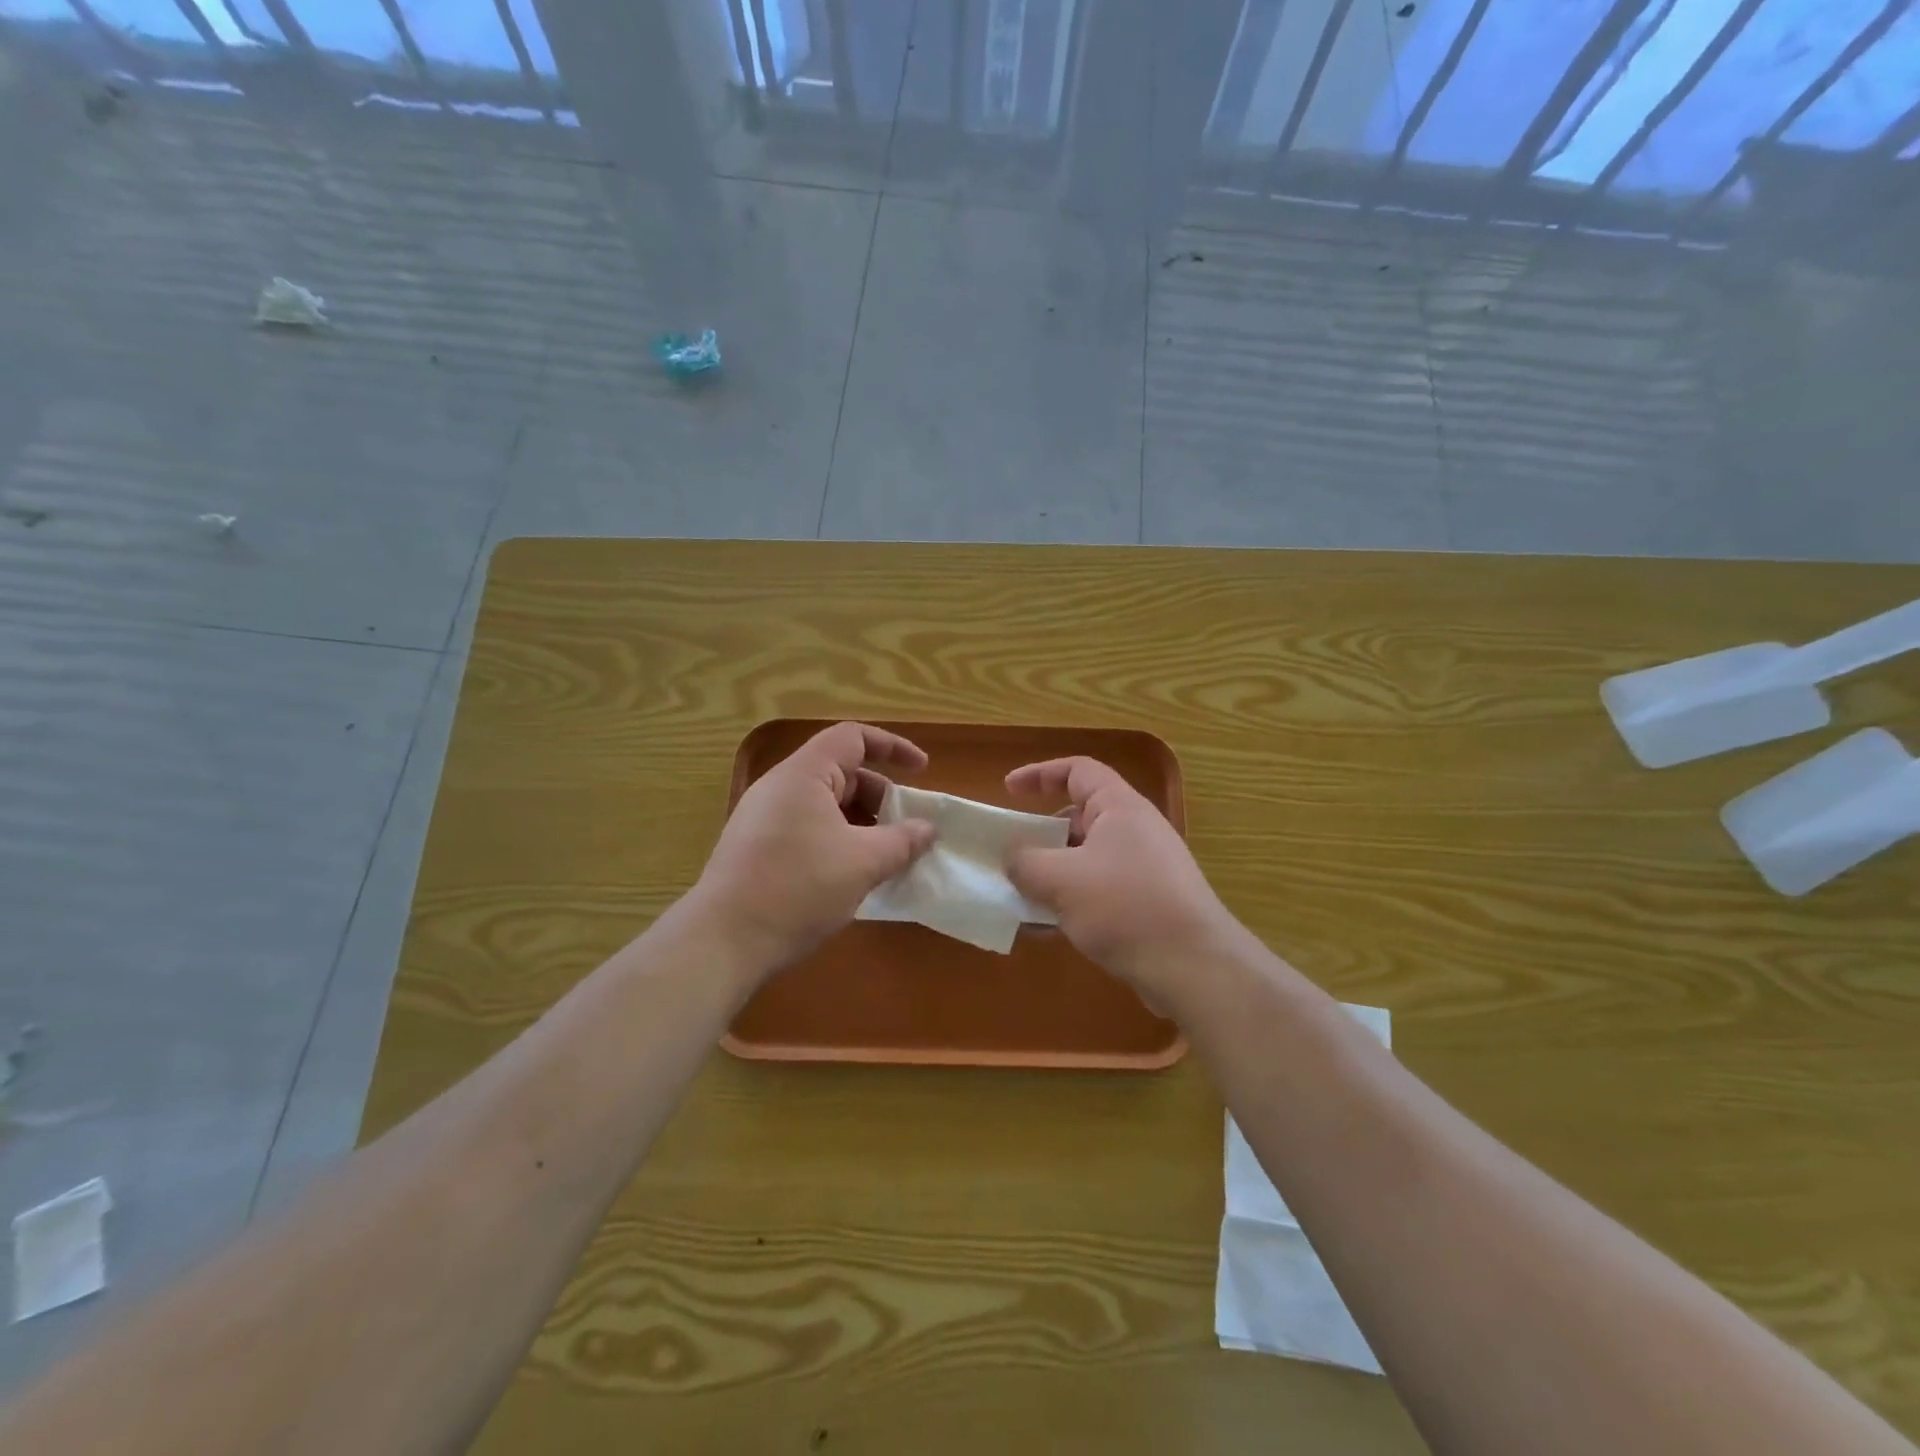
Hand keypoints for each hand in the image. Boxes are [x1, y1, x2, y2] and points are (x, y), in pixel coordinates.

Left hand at [693, 722, 935, 977]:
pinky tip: (850, 876)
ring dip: (860, 823)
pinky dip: (837, 840)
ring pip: (824, 805)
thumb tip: (928, 829)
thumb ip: (902, 841)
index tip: (922, 770)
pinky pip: (807, 828)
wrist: (723, 942)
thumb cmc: (798, 888)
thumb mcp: (863, 863)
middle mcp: (780, 787)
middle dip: (880, 796)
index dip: (892, 747)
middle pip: (840, 772)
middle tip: (906, 829)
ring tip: (883, 857)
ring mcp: (763, 818)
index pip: (853, 737)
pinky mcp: (756, 847)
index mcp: (803, 775)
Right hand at [1005, 756, 1240, 1011]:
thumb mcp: (1061, 880)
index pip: (1078, 770)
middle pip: (1079, 817)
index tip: (1007, 791)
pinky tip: (1047, 930)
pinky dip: (1071, 902)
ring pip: (1086, 859)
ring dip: (1052, 874)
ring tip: (1021, 897)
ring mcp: (1144, 869)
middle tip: (1011, 855)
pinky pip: (1099, 891)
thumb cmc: (1125, 907)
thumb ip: (1025, 861)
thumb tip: (1011, 855)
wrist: (1193, 967)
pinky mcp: (1147, 904)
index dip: (1040, 774)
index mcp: (1119, 808)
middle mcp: (1135, 831)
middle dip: (1041, 835)